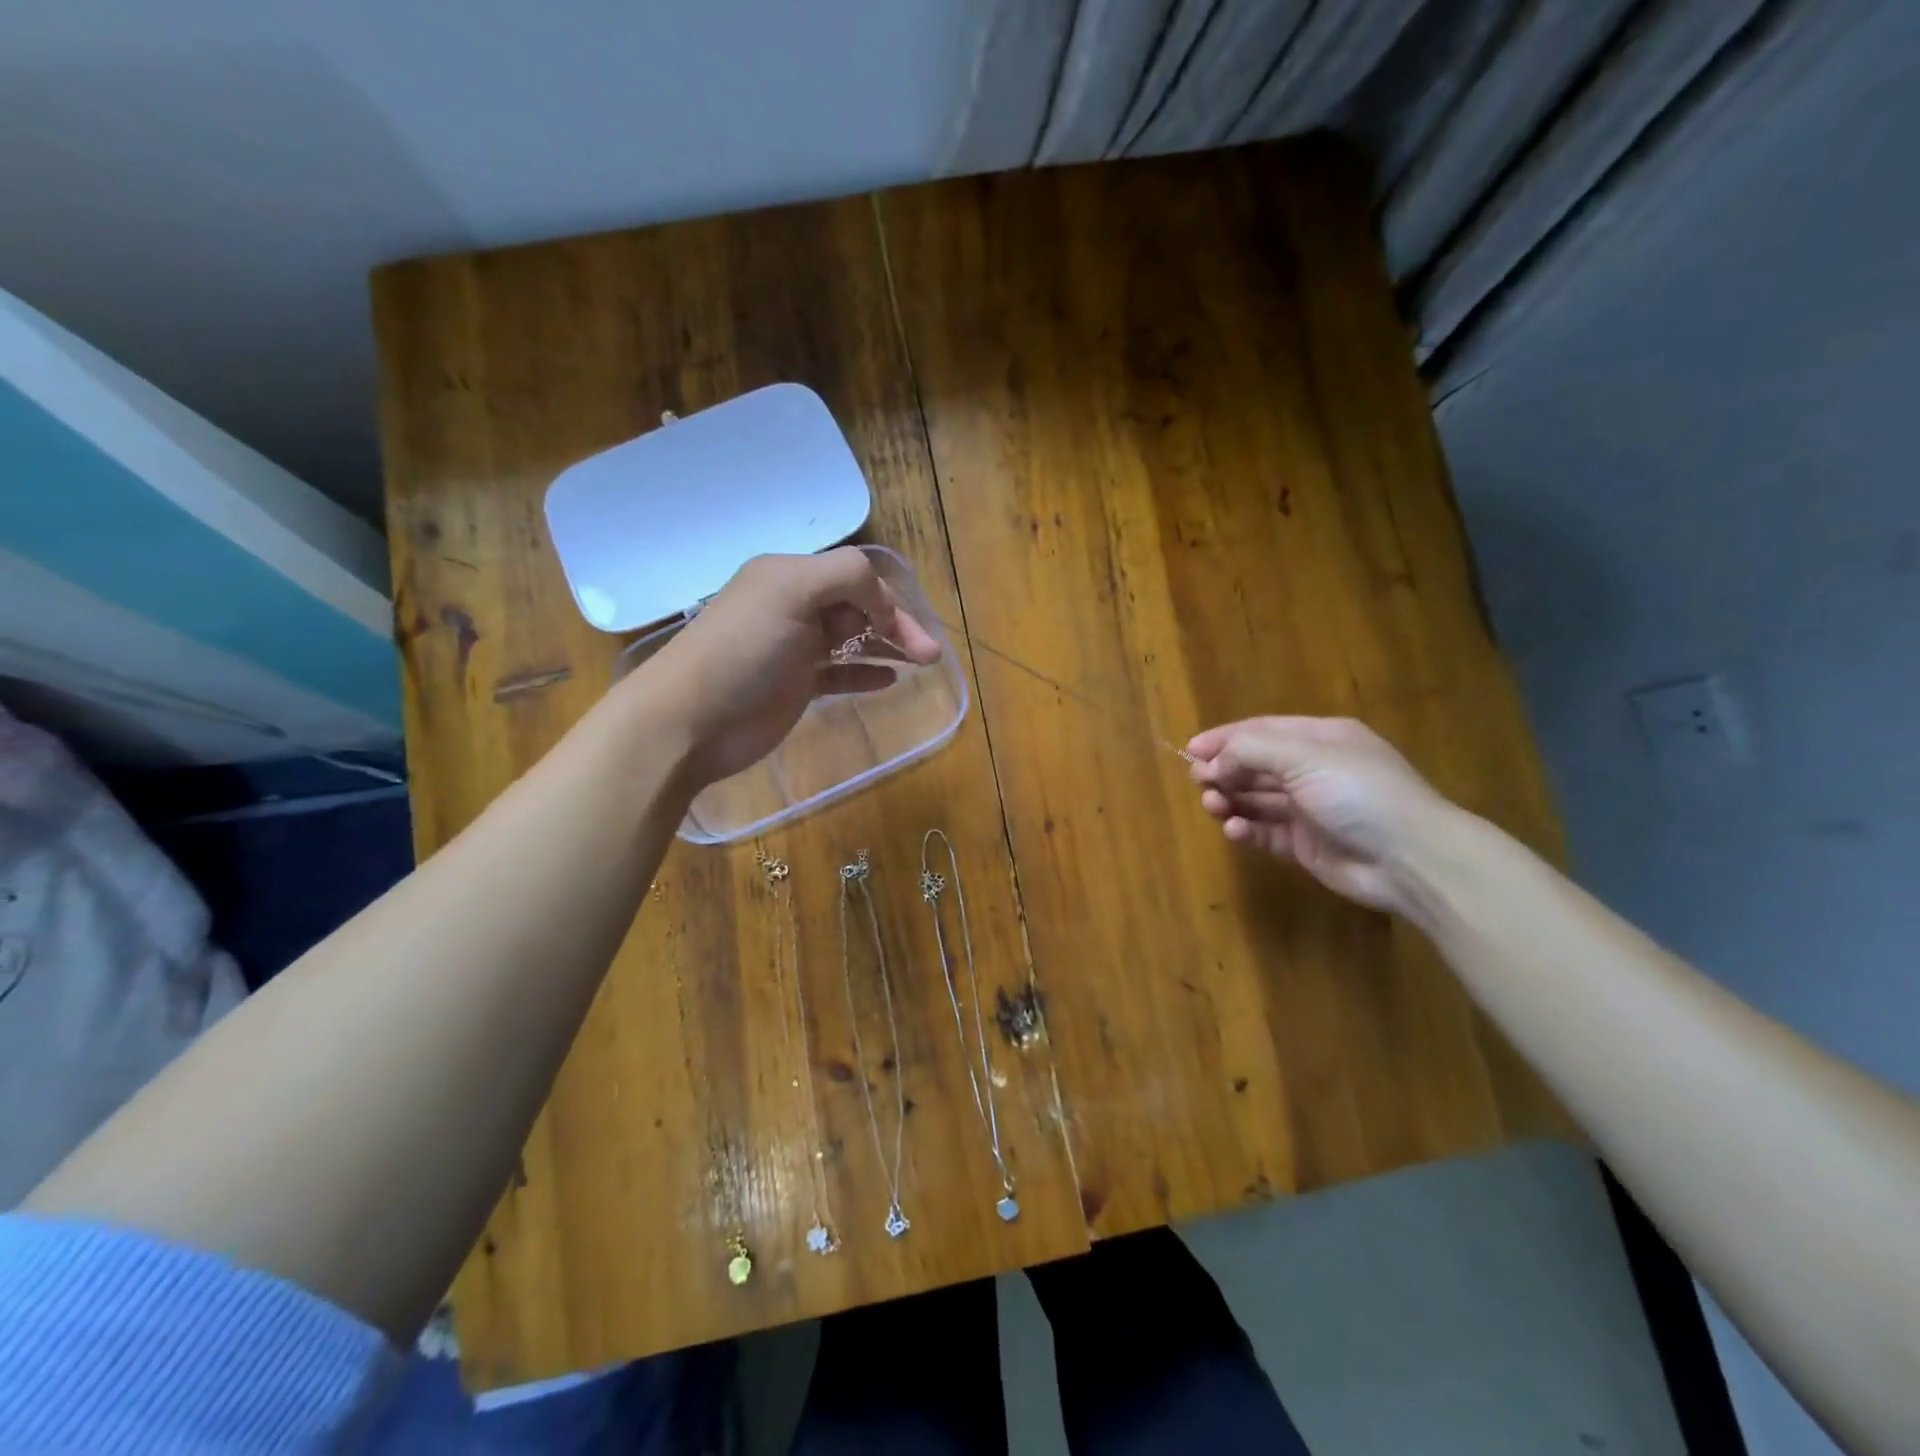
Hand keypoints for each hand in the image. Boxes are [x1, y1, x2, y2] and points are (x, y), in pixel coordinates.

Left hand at [636, 548, 941, 786]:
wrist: (691, 720)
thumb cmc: (743, 650)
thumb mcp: (792, 591)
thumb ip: (846, 577)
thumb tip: (881, 605)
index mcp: (789, 575)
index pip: (854, 576)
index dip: (885, 599)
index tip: (904, 631)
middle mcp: (792, 606)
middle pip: (858, 607)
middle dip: (897, 625)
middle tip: (931, 656)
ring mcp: (793, 648)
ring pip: (853, 639)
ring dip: (888, 647)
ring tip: (922, 663)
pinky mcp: (794, 686)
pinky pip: (839, 673)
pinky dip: (864, 674)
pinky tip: (888, 680)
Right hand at [1186, 716, 1459, 915]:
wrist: (1410, 858)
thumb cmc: (1358, 792)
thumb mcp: (1304, 756)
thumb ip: (1252, 750)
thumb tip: (1214, 761)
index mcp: (1320, 739)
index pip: (1262, 730)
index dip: (1225, 738)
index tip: (1191, 750)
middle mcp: (1314, 770)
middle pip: (1256, 765)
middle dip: (1225, 770)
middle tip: (1199, 781)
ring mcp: (1310, 809)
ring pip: (1257, 799)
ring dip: (1230, 799)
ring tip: (1212, 805)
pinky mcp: (1305, 844)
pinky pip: (1265, 831)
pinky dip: (1246, 828)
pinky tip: (1234, 829)